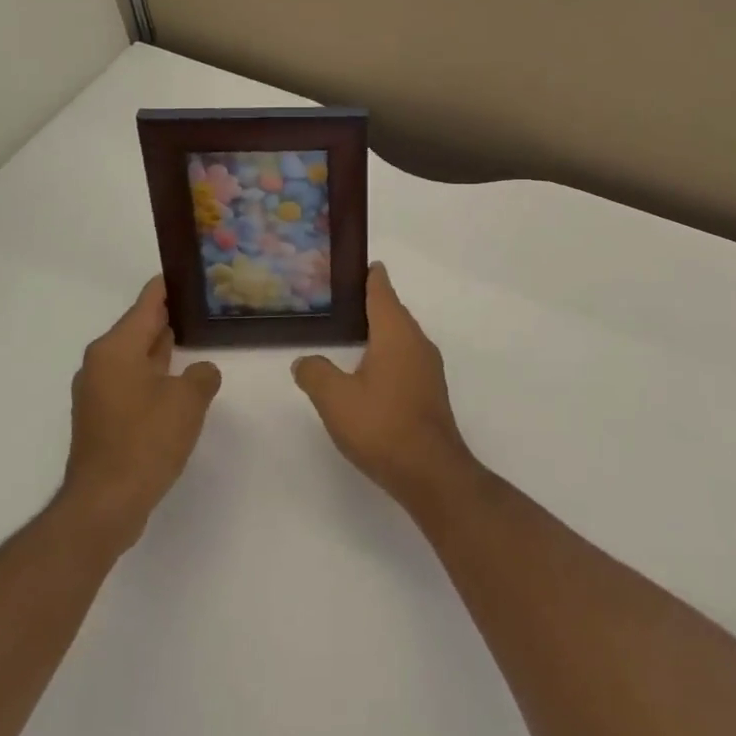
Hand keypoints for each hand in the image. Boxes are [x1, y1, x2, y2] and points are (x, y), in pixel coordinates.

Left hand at [58, 276, 222, 554]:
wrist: (105, 504)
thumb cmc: (146, 441)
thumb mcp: (188, 400)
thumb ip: (202, 375)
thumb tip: (199, 372)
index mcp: (116, 348)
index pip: (148, 302)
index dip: (171, 285)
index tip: (192, 271)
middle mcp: (101, 362)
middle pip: (140, 326)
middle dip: (170, 316)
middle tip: (205, 306)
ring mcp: (98, 391)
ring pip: (137, 356)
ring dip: (163, 349)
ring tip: (197, 338)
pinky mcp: (102, 416)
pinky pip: (133, 381)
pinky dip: (155, 375)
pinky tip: (180, 383)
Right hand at [292, 263, 480, 511]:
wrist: (431, 472)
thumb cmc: (382, 426)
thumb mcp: (335, 399)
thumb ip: (315, 374)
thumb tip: (304, 362)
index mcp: (396, 333)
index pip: (382, 291)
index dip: (369, 275)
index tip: (358, 263)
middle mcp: (417, 342)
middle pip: (392, 311)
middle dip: (370, 302)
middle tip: (340, 300)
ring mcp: (428, 367)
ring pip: (400, 337)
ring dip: (378, 331)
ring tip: (349, 334)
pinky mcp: (430, 391)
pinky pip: (405, 358)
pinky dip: (386, 354)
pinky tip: (368, 371)